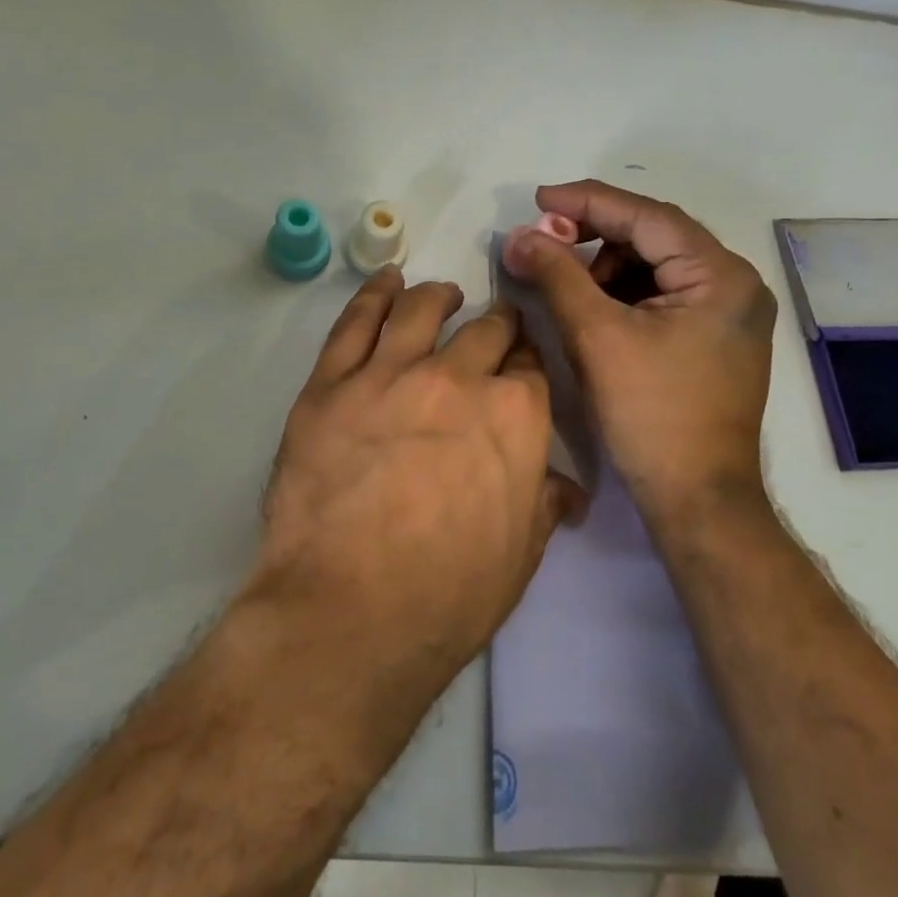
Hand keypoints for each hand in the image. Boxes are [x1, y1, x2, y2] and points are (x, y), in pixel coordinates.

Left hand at [250, 267, 583, 677]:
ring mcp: (389, 374)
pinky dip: (374, 294)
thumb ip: (543, 502)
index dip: (527, 364)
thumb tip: (566, 487)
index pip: (531, 368)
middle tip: (491, 330)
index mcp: (515, 416)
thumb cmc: (448, 596)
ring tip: (442, 294)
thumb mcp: (520, 554)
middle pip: (485, 331)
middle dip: (495, 327)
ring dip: (438, 297)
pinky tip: (385, 283)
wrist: (348, 613)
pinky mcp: (331, 384)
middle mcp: (458, 379)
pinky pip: (355, 322)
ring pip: (420, 310)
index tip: (520, 366)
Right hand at [503, 180, 775, 529]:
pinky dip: (622, 293)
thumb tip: (519, 235)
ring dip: (605, 267)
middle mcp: (734, 285)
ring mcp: (728, 314)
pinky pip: (662, 295)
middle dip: (594, 237)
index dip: (587, 202)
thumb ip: (557, 275)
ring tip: (564, 284)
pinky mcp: (713, 338)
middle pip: (653, 237)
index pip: (647, 216)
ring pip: (654, 266)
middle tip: (544, 243)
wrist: (696, 498)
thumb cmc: (651, 415)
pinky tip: (591, 307)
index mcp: (720, 276)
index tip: (538, 199)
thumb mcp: (596, 337)